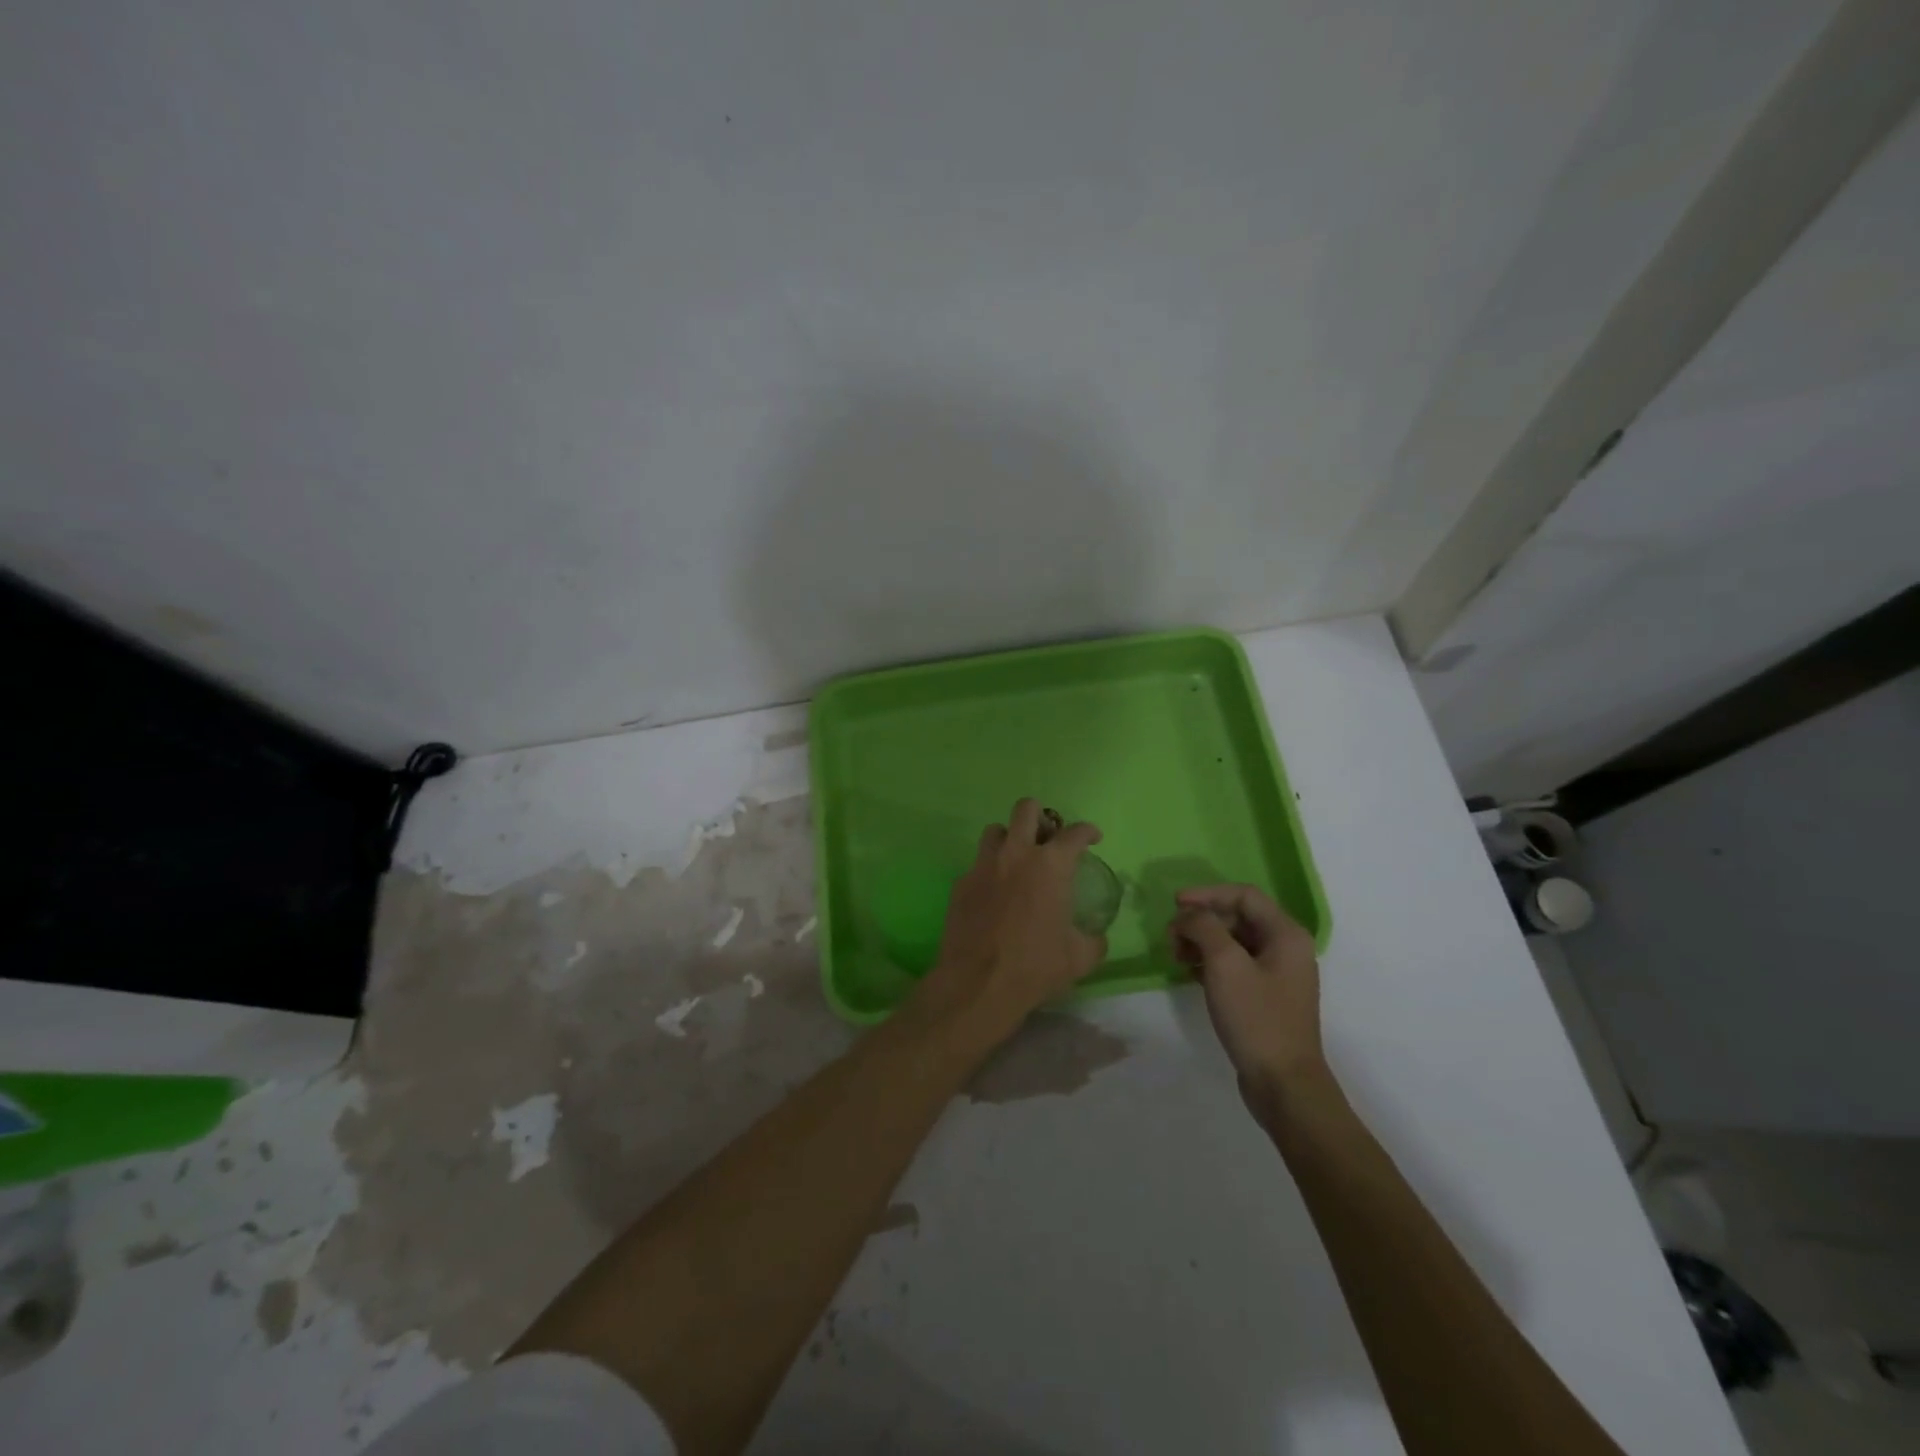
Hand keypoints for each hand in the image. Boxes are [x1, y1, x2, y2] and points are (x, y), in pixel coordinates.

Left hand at [915, 799, 1106, 1035]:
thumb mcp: (1079, 958)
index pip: (1074, 833)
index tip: (1092, 837)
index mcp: (1050, 865)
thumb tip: (1096, 936)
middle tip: (1047, 838)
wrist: (978, 983)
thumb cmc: (1035, 966)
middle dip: (1040, 816)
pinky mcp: (960, 883)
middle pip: (1026, 809)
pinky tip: (994, 894)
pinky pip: (976, 864)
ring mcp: (983, 866)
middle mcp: (1016, 854)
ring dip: (1009, 838)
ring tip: (1017, 859)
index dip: (1087, 831)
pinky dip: (989, 871)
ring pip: (995, 831)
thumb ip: (1093, 940)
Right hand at [1170, 885, 1328, 1107]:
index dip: (1207, 893)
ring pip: (1233, 941)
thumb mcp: (1225, 964)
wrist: (1283, 1084)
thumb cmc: (1256, 1018)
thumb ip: (1204, 928)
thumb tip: (1188, 915)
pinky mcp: (1265, 996)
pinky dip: (1209, 962)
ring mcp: (1276, 974)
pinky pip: (1234, 965)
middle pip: (1237, 917)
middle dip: (1201, 921)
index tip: (1174, 904)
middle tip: (1171, 936)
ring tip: (1176, 956)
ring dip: (1202, 941)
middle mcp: (1286, 948)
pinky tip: (1189, 973)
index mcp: (1286, 934)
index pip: (1244, 895)